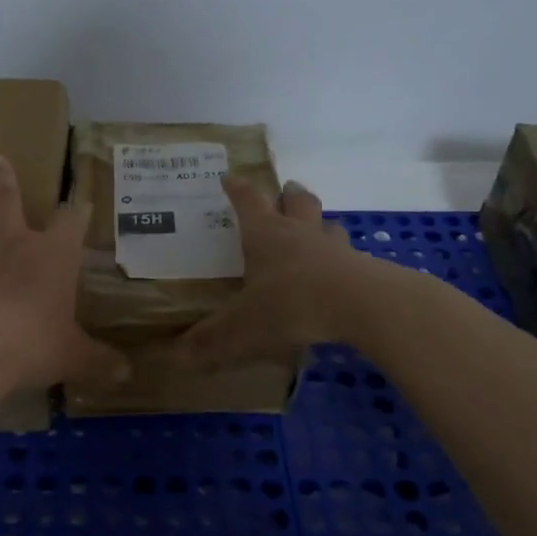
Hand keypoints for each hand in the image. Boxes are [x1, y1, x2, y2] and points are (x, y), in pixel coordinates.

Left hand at [0, 158, 128, 391]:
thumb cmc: (34, 344)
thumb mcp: (74, 356)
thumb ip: (98, 361)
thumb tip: (126, 374)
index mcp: (53, 256)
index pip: (72, 223)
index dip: (78, 211)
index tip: (82, 202)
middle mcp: (12, 242)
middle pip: (8, 199)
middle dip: (4, 179)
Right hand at [181, 178, 375, 368]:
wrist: (360, 305)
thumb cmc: (290, 304)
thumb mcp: (242, 327)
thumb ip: (211, 341)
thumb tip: (175, 357)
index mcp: (265, 235)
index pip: (248, 201)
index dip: (237, 189)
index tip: (229, 178)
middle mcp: (299, 232)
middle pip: (296, 201)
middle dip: (288, 194)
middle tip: (285, 190)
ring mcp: (333, 247)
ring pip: (326, 224)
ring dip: (319, 222)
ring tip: (316, 229)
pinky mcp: (361, 266)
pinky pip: (349, 255)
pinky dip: (341, 257)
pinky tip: (340, 271)